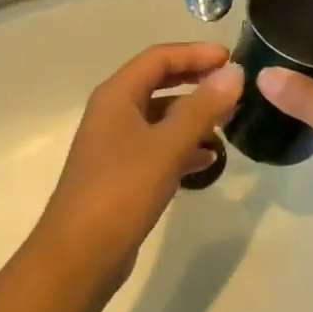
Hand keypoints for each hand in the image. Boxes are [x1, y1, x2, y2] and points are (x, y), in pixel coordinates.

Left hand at [33, 44, 243, 291]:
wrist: (77, 258)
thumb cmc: (120, 191)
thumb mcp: (167, 146)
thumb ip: (202, 108)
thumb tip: (235, 73)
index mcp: (116, 95)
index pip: (159, 58)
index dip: (195, 53)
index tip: (231, 58)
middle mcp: (113, 112)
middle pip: (158, 82)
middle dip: (195, 79)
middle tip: (232, 84)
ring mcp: (115, 144)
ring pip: (160, 116)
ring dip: (192, 114)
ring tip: (227, 121)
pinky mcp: (121, 173)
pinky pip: (157, 146)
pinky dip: (182, 146)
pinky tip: (208, 159)